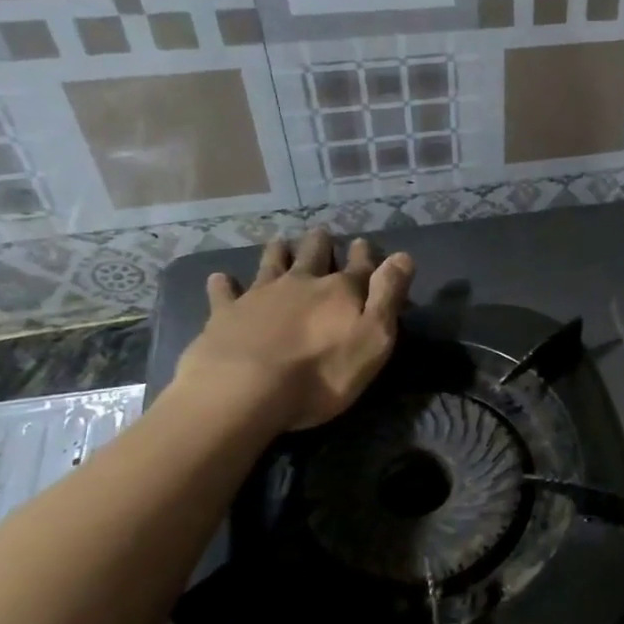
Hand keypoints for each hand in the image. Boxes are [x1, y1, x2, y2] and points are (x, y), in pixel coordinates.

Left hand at [173, 228, 414, 434]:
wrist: (244, 390)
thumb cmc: (322, 373)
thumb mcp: (373, 339)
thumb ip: (388, 296)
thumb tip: (403, 256)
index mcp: (341, 291)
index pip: (360, 265)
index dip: (364, 254)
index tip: (363, 243)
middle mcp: (302, 283)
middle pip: (314, 255)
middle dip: (320, 244)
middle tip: (321, 234)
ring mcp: (260, 295)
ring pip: (272, 263)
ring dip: (278, 252)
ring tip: (281, 242)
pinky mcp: (226, 313)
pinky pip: (225, 292)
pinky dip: (225, 283)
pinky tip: (221, 278)